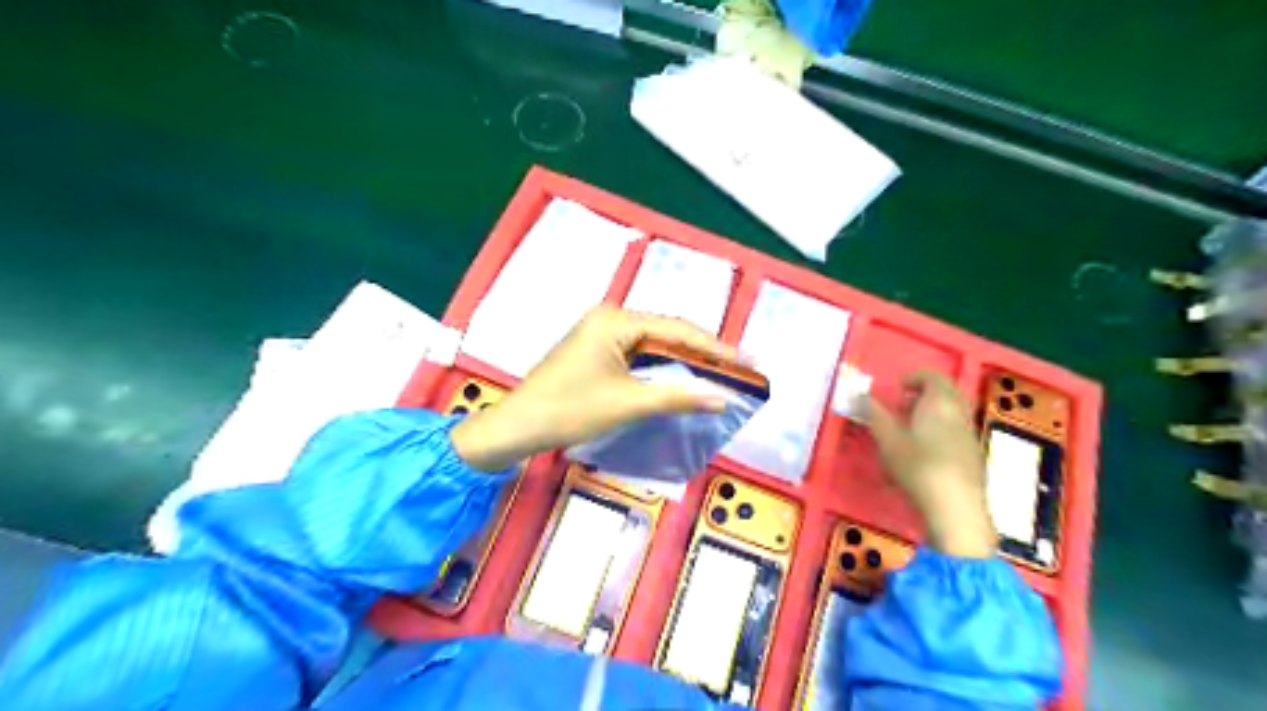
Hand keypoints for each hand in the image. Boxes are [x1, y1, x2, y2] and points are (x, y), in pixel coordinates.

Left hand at [447, 306, 739, 471]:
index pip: (677, 329)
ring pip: (654, 346)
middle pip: (667, 333)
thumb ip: (677, 396)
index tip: (748, 361)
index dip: (716, 347)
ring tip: (719, 376)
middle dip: (702, 353)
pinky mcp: (596, 352)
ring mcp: (601, 335)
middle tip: (739, 370)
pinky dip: (661, 371)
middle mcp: (609, 319)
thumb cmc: (569, 410)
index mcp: (616, 320)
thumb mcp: (628, 403)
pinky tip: (681, 382)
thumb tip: (721, 398)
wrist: (517, 427)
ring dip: (683, 363)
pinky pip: (638, 357)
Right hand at [873, 370, 999, 557]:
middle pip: (946, 394)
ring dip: (931, 416)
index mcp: (940, 402)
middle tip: (901, 408)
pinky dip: (939, 434)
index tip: (897, 389)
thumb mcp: (887, 439)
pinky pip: (955, 434)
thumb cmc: (918, 466)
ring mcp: (969, 436)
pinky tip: (923, 456)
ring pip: (951, 415)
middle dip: (924, 396)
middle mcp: (959, 414)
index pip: (933, 377)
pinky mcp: (973, 458)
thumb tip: (859, 395)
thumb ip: (874, 414)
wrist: (956, 508)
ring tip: (908, 432)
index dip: (915, 378)